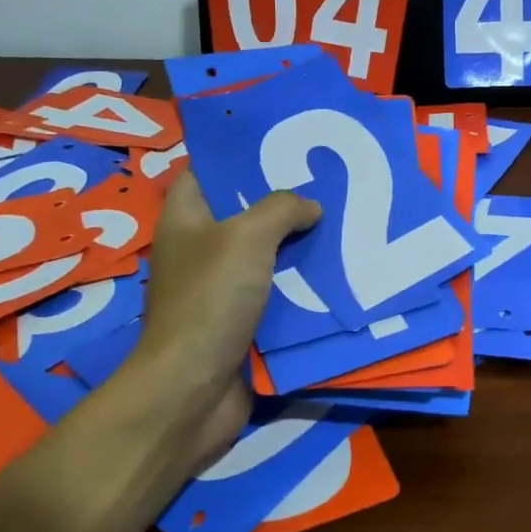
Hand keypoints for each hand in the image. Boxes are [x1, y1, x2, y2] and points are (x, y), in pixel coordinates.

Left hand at [129, 171, 320, 461]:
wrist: (194, 388)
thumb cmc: (211, 300)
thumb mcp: (247, 237)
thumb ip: (281, 209)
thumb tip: (310, 206)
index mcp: (186, 219)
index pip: (207, 172)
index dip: (239, 154)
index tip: (284, 143)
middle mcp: (200, 249)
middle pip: (244, 213)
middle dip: (284, 199)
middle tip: (329, 181)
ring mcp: (221, 288)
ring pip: (268, 254)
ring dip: (301, 244)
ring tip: (345, 220)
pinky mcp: (243, 321)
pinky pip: (278, 292)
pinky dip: (303, 284)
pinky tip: (339, 270)